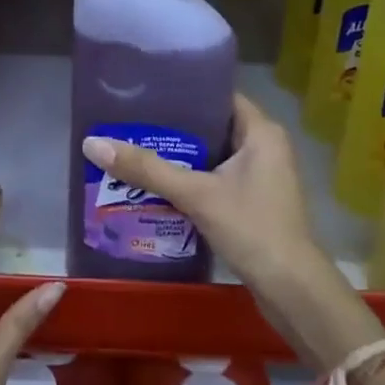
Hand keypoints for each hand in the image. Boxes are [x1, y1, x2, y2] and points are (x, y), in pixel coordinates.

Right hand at [80, 95, 379, 368]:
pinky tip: (156, 187)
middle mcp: (264, 147)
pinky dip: (190, 181)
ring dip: (179, 158)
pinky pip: (216, 180)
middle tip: (131, 123)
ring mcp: (261, 177)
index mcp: (261, 132)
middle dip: (173, 129)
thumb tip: (92, 143)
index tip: (146, 93)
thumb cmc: (252, 229)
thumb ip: (147, 169)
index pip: (218, 95)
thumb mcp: (196, 195)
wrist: (293, 292)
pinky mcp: (253, 202)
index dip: (184, 92)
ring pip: (212, 156)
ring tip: (134, 151)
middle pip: (211, 126)